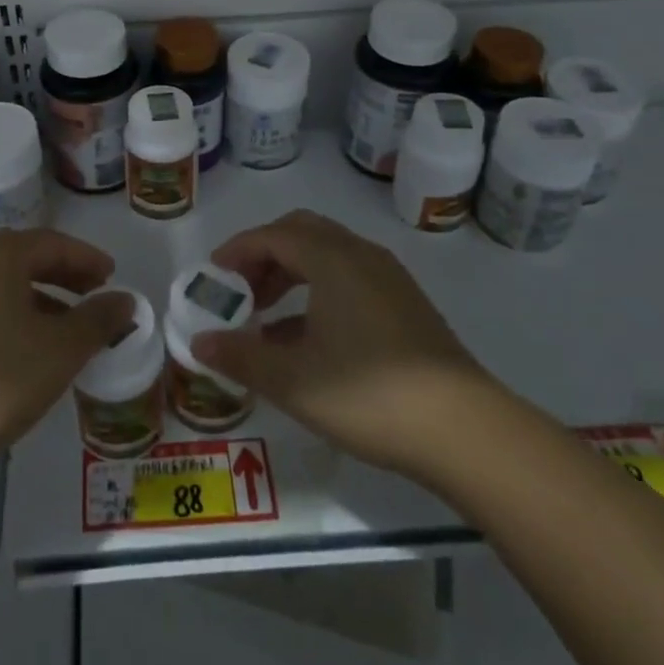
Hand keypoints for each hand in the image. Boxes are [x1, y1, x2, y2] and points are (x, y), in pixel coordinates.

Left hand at [0, 229, 133, 470]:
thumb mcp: (61, 350)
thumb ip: (98, 320)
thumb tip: (124, 300)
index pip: (52, 243)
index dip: (87, 258)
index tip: (112, 275)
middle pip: (24, 258)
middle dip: (63, 275)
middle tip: (93, 293)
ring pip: (1, 284)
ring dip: (38, 298)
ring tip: (64, 327)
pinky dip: (11, 315)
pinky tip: (23, 349)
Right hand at [193, 209, 490, 478]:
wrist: (464, 431)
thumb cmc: (368, 396)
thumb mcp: (292, 380)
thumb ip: (240, 356)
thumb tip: (199, 342)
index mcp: (332, 259)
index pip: (272, 235)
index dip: (236, 251)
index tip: (212, 276)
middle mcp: (361, 255)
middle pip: (301, 233)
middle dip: (264, 255)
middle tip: (239, 290)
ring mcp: (389, 278)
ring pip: (327, 254)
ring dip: (291, 273)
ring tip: (265, 315)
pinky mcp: (405, 303)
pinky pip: (349, 277)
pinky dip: (318, 290)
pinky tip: (307, 338)